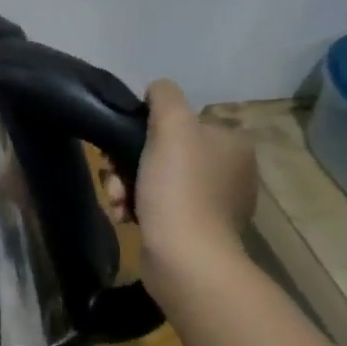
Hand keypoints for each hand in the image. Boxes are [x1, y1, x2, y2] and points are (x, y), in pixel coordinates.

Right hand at [104, 80, 256, 287]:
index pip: (181, 122)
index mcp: (232, 143)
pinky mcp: (196, 230)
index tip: (122, 145)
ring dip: (125, 187)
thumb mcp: (171, 126)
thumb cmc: (178, 187)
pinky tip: (125, 217)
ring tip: (117, 202)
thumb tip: (158, 89)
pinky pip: (158, 208)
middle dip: (127, 165)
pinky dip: (137, 209)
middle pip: (162, 153)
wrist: (185, 256)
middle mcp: (230, 170)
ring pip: (154, 180)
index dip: (145, 130)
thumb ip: (165, 97)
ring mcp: (214, 203)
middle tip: (113, 179)